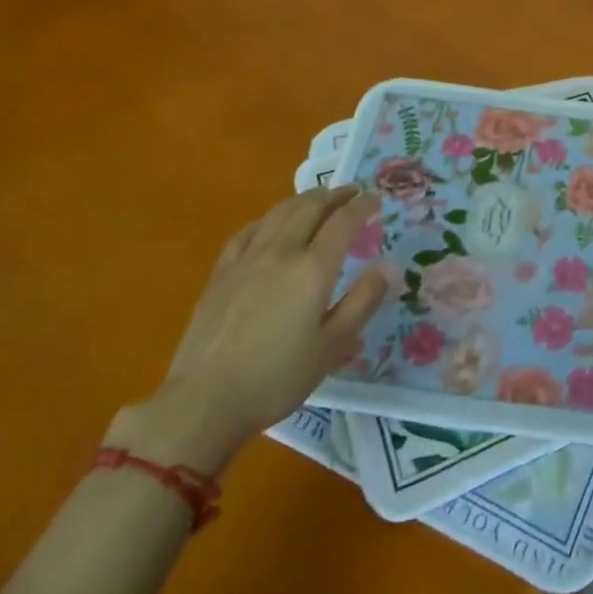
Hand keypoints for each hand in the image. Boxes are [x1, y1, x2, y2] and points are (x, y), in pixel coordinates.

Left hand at [108, 186, 386, 475]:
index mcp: (313, 269)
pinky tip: (271, 224)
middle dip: (335, 195)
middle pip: (312, 207)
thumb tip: (388, 265)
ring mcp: (248, 258)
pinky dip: (269, 218)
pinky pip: (249, 230)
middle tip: (352, 193)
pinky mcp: (222, 271)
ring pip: (280, 212)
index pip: (344, 221)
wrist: (204, 401)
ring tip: (318, 199)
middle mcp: (282, 251)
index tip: (375, 200)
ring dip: (305, 199)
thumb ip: (363, 301)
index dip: (362, 205)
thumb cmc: (276, 378)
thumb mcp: (332, 347)